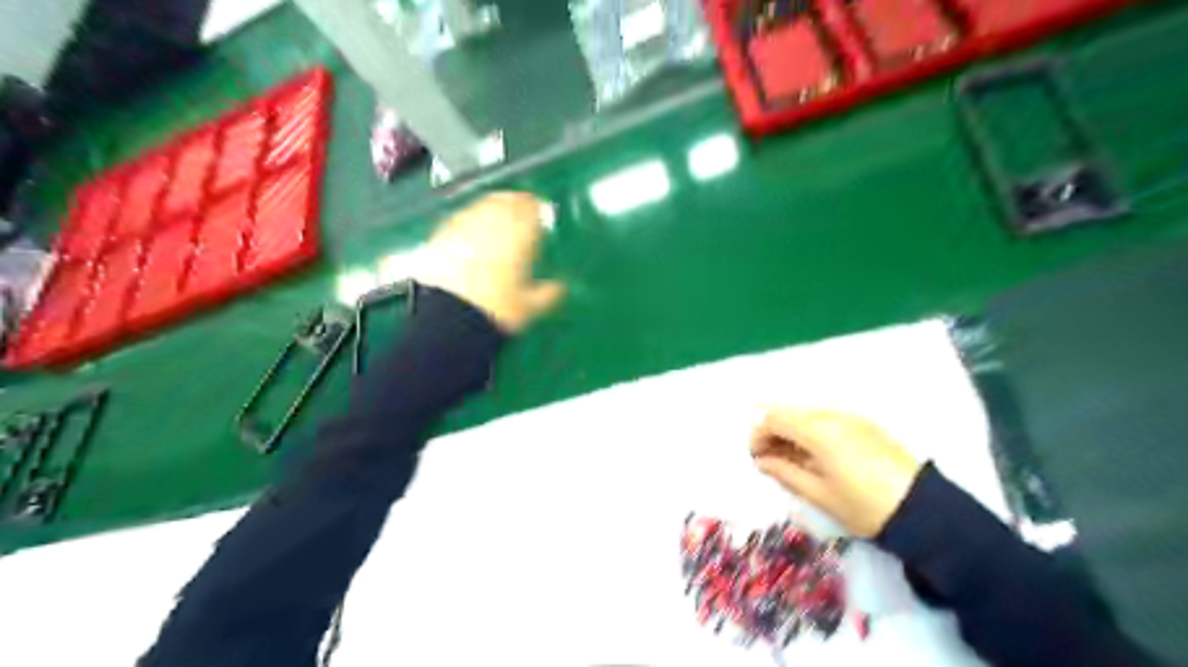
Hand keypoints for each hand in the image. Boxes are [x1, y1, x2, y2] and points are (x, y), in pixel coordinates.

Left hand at [418, 191, 565, 331]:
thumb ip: (549, 294)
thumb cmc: (496, 310)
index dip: (537, 209)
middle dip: (515, 204)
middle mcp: (492, 223)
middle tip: (520, 211)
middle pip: (506, 201)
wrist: (448, 318)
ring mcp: (463, 226)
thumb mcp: (530, 308)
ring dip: (492, 208)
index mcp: (520, 236)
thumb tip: (560, 288)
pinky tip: (469, 233)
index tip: (540, 213)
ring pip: (482, 206)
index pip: (532, 209)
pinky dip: (469, 222)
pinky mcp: (440, 235)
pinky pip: (459, 219)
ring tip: (496, 219)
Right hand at [746, 406, 920, 535]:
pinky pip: (827, 419)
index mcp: (818, 431)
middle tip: (768, 457)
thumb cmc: (864, 507)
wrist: (924, 511)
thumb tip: (762, 461)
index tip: (755, 457)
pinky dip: (811, 431)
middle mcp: (833, 416)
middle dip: (773, 431)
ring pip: (808, 414)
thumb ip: (785, 472)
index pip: (774, 419)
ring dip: (792, 430)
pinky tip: (814, 454)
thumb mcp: (819, 494)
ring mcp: (852, 418)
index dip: (758, 435)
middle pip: (790, 411)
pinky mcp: (866, 425)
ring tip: (790, 458)